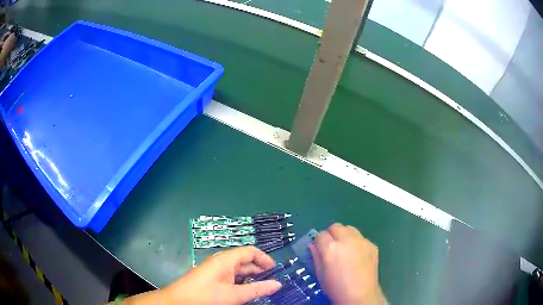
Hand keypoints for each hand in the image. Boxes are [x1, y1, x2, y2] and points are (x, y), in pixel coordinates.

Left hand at [164, 246, 280, 303]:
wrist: (178, 302)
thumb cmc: (206, 296)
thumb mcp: (234, 295)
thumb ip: (257, 290)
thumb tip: (278, 284)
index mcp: (226, 260)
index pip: (251, 251)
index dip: (265, 259)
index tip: (276, 272)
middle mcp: (221, 262)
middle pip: (245, 262)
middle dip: (260, 272)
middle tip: (273, 286)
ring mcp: (215, 271)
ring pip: (239, 272)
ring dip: (251, 281)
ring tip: (262, 292)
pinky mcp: (212, 280)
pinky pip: (231, 279)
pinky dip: (241, 285)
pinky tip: (246, 295)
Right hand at [309, 223, 386, 304]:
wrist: (360, 295)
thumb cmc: (336, 287)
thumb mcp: (320, 274)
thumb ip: (316, 257)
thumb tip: (313, 245)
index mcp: (330, 248)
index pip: (320, 234)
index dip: (318, 241)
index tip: (320, 249)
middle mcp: (346, 240)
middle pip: (336, 227)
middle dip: (331, 234)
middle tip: (332, 247)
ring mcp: (361, 241)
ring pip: (350, 229)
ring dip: (344, 235)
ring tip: (345, 249)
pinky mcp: (372, 245)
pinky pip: (361, 238)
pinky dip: (357, 243)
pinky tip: (357, 256)